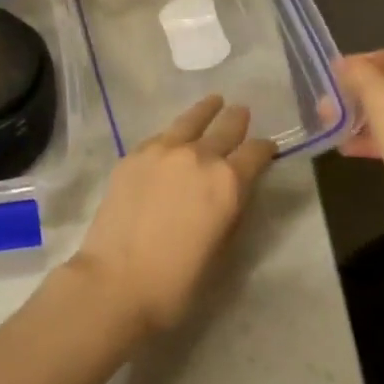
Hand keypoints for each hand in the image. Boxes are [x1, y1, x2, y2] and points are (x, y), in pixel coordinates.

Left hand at [70, 96, 276, 337]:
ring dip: (207, 111)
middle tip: (242, 113)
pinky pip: (162, 135)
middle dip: (237, 120)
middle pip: (226, 127)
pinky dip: (175, 133)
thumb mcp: (221, 249)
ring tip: (214, 102)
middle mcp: (199, 156)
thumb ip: (231, 211)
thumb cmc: (177, 281)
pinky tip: (174, 136)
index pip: (256, 153)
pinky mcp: (135, 154)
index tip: (267, 150)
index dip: (265, 150)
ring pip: (192, 119)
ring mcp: (163, 149)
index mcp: (228, 182)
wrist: (116, 281)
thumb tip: (233, 191)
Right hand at [338, 49, 383, 266]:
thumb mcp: (383, 100)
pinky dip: (375, 139)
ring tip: (332, 126)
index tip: (331, 75)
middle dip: (357, 93)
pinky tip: (348, 149)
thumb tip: (343, 64)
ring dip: (362, 117)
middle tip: (327, 104)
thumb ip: (360, 75)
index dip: (360, 61)